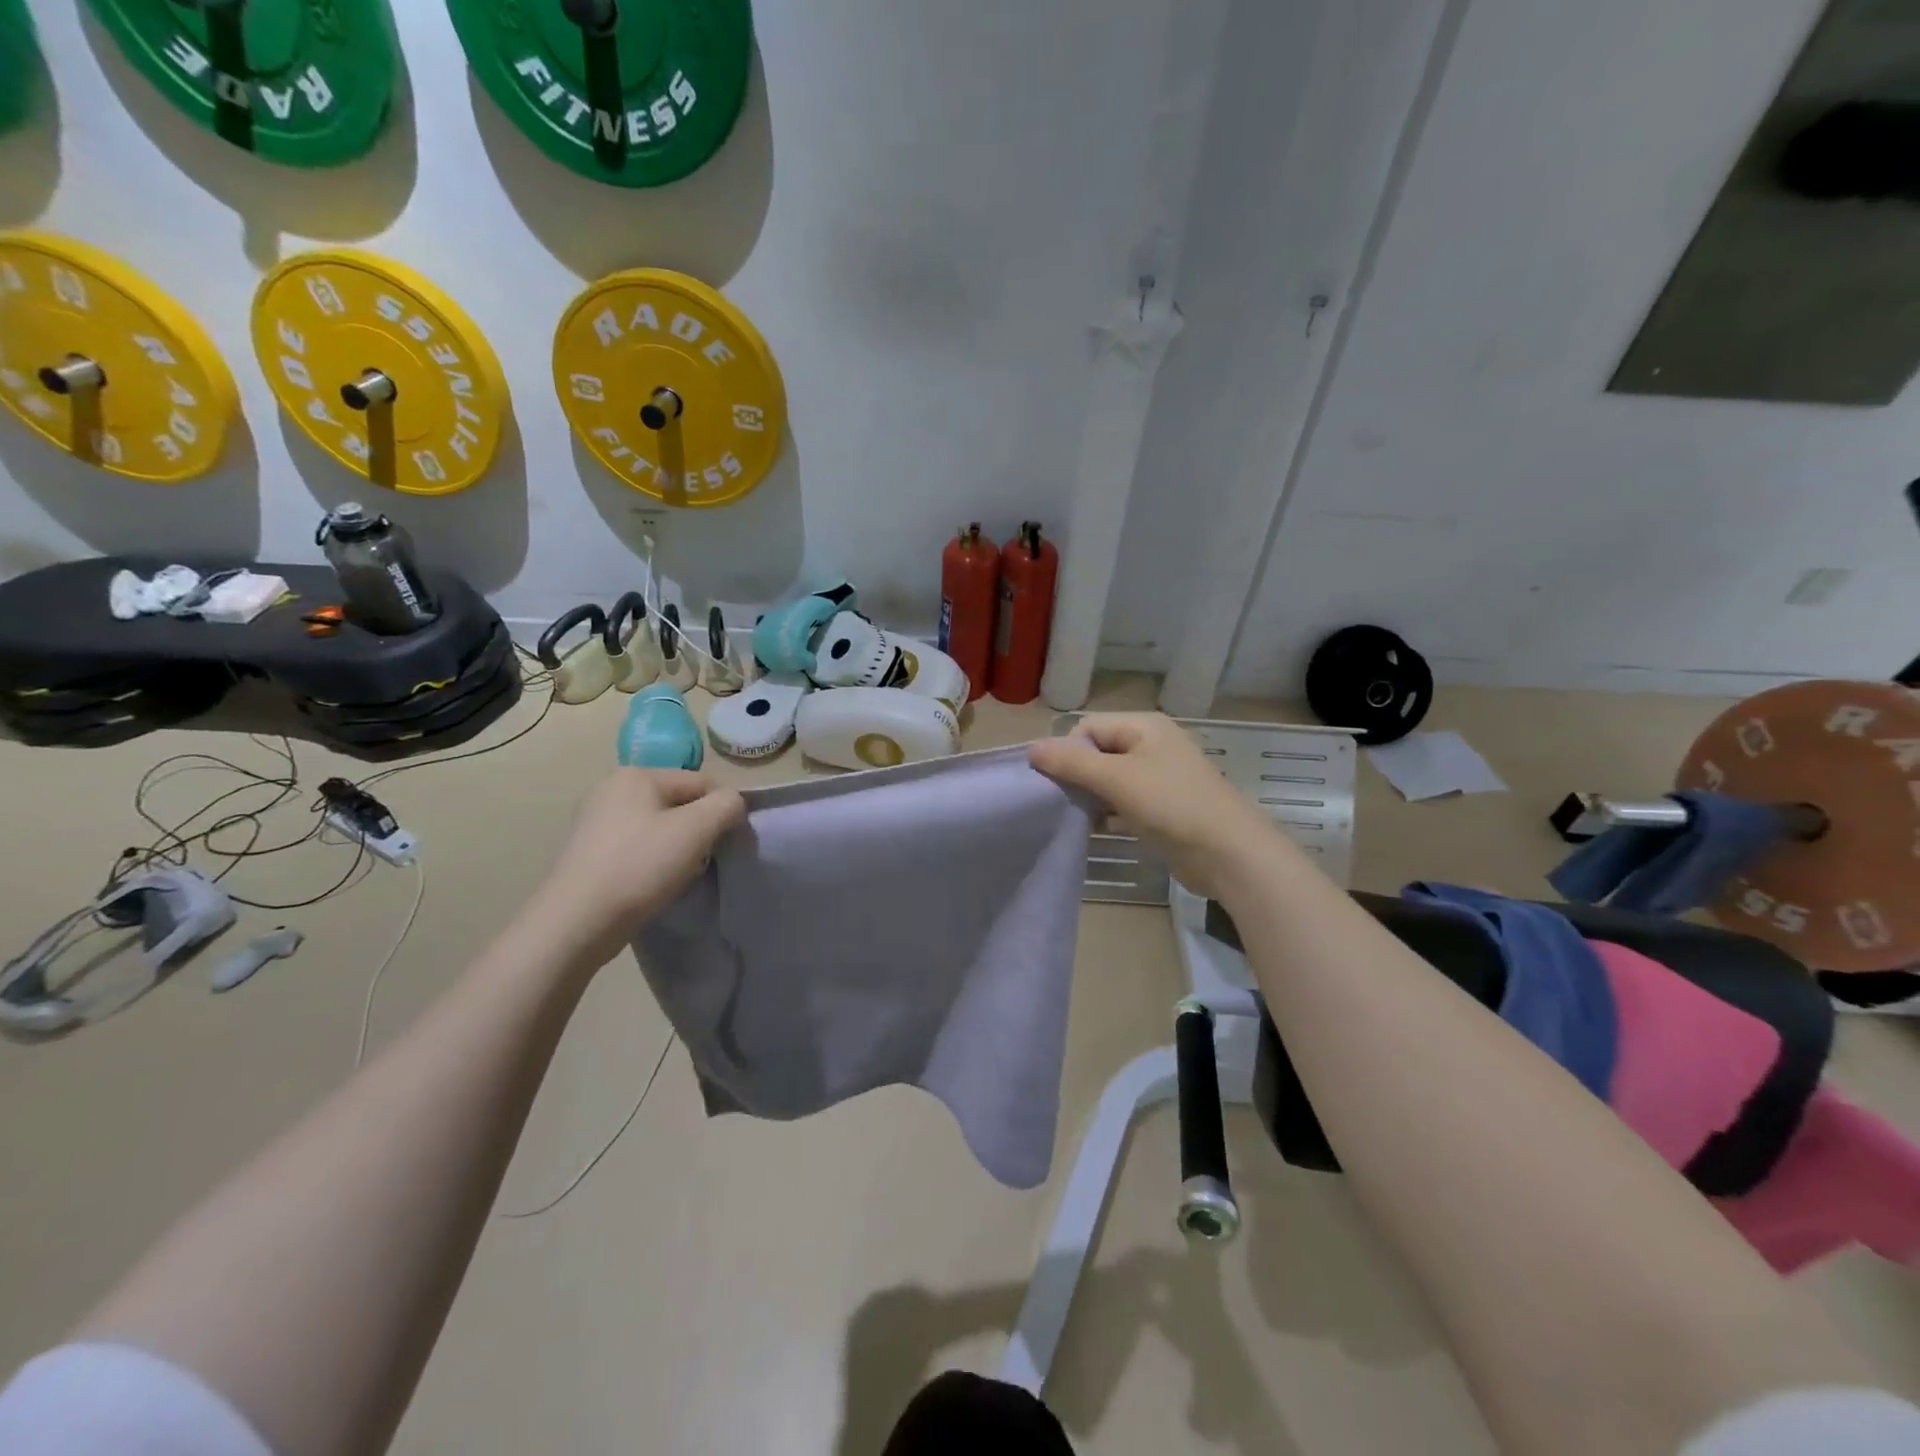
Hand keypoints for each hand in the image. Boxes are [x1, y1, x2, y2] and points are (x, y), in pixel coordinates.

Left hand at [526, 769, 744, 967]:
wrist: (577, 921)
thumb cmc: (640, 866)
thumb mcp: (696, 830)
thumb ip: (726, 806)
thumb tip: (733, 804)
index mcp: (637, 775)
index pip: (701, 782)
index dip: (722, 810)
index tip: (728, 842)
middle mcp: (612, 789)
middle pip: (680, 803)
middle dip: (699, 829)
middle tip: (704, 860)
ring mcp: (596, 821)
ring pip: (660, 826)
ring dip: (679, 847)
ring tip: (679, 875)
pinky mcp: (590, 851)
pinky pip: (639, 846)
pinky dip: (654, 860)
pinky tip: (654, 883)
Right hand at [1028, 713, 1283, 897]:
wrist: (1228, 853)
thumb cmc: (1171, 805)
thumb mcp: (1116, 779)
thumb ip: (1072, 763)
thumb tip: (1031, 748)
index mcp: (1144, 727)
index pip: (1088, 727)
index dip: (1067, 751)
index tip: (1053, 782)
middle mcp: (1152, 746)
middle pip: (1099, 752)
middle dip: (1076, 775)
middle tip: (1059, 801)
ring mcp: (1160, 778)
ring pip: (1110, 780)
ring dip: (1091, 797)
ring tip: (1072, 818)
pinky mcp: (1163, 808)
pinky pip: (1125, 803)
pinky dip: (1108, 813)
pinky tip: (1094, 830)